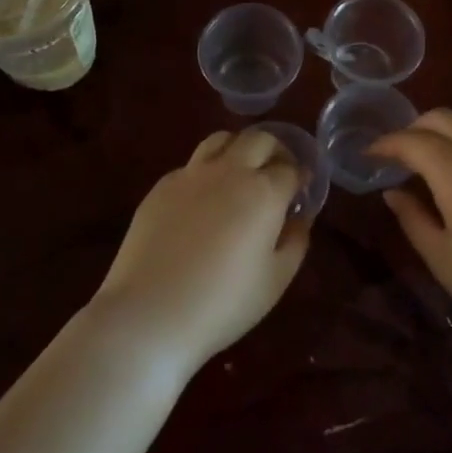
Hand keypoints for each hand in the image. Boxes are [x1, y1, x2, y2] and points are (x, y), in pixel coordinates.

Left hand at [90, 130, 311, 371]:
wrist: (150, 313)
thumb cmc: (223, 303)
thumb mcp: (275, 280)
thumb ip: (295, 242)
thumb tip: (299, 218)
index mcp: (263, 192)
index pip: (291, 168)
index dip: (301, 176)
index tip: (301, 190)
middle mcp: (229, 171)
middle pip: (258, 139)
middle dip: (275, 150)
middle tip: (277, 173)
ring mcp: (191, 175)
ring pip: (221, 139)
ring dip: (239, 148)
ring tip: (241, 173)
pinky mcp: (162, 186)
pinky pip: (192, 165)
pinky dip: (207, 171)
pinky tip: (204, 200)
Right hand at [370, 109, 451, 349]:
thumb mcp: (442, 257)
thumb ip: (412, 218)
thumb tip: (393, 192)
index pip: (411, 141)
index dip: (386, 144)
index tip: (370, 154)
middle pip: (444, 117)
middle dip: (415, 127)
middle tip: (402, 152)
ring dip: (450, 125)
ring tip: (439, 151)